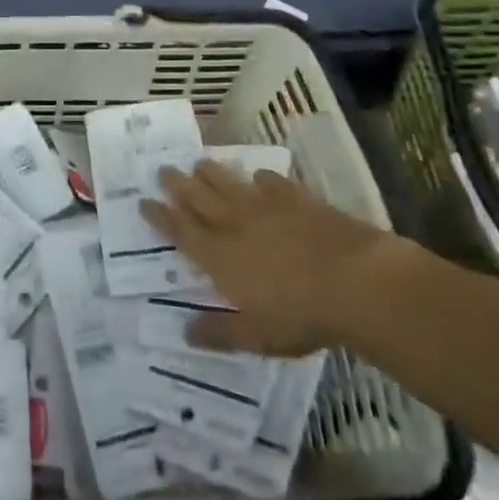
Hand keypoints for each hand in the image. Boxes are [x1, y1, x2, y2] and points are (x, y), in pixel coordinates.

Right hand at [139, 161, 409, 355]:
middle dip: (177, 184)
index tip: (143, 202)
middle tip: (163, 170)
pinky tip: (257, 176)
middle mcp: (234, 224)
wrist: (354, 280)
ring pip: (228, 182)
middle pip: (198, 198)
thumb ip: (220, 332)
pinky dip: (258, 177)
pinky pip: (269, 181)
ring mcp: (264, 206)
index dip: (160, 217)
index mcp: (219, 257)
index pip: (180, 232)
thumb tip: (184, 333)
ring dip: (210, 173)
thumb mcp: (257, 336)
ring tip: (198, 163)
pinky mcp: (294, 198)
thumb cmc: (301, 315)